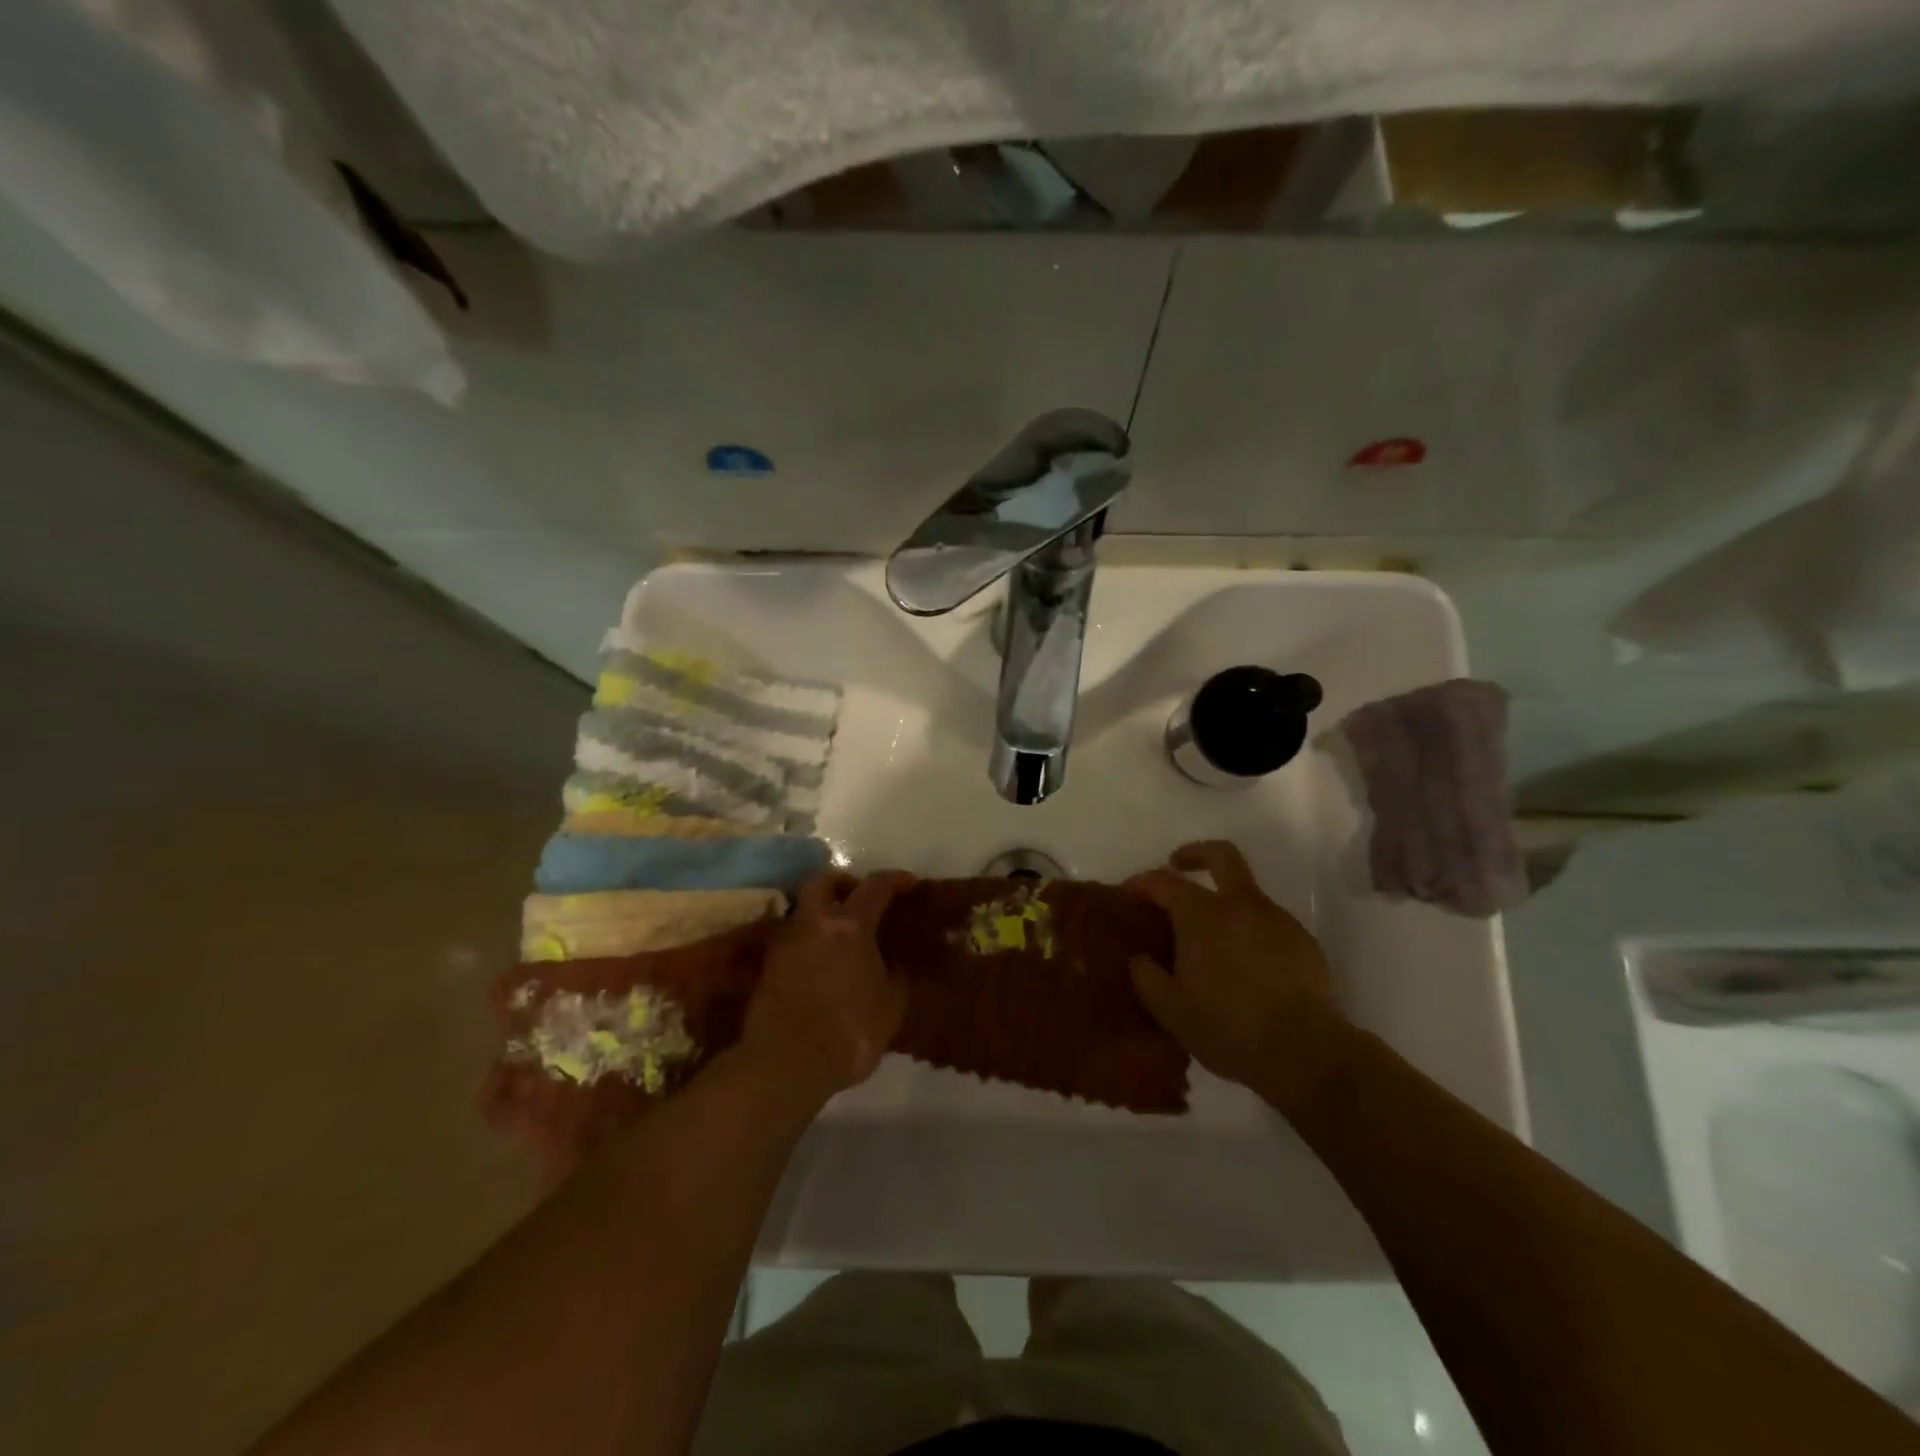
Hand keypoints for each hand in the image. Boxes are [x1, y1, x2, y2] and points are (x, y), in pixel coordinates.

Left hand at [740, 870, 914, 1107]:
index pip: (875, 887)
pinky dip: (810, 940)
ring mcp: (786, 943)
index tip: (908, 883)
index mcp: (849, 926)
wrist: (786, 1065)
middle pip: (822, 882)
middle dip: (843, 883)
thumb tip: (895, 963)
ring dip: (822, 913)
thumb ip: (896, 977)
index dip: (894, 880)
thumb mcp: (890, 1008)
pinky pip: (793, 939)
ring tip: (842, 935)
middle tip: (860, 897)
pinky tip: (823, 962)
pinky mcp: (768, 967)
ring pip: (803, 910)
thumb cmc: (848, 1033)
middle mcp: (813, 923)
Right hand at [1125, 840, 1347, 1108]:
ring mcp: (1277, 920)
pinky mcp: (1303, 942)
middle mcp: (1240, 905)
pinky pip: (1269, 924)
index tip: (1128, 894)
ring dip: (1225, 901)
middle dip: (1196, 854)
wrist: (1305, 1052)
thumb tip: (1140, 957)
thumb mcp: (1169, 1009)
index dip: (1141, 882)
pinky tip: (1245, 965)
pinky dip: (1250, 931)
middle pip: (1220, 855)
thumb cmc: (1227, 1027)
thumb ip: (1146, 976)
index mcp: (1201, 914)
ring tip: (1210, 939)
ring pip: (1246, 893)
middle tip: (1178, 865)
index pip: (1163, 881)